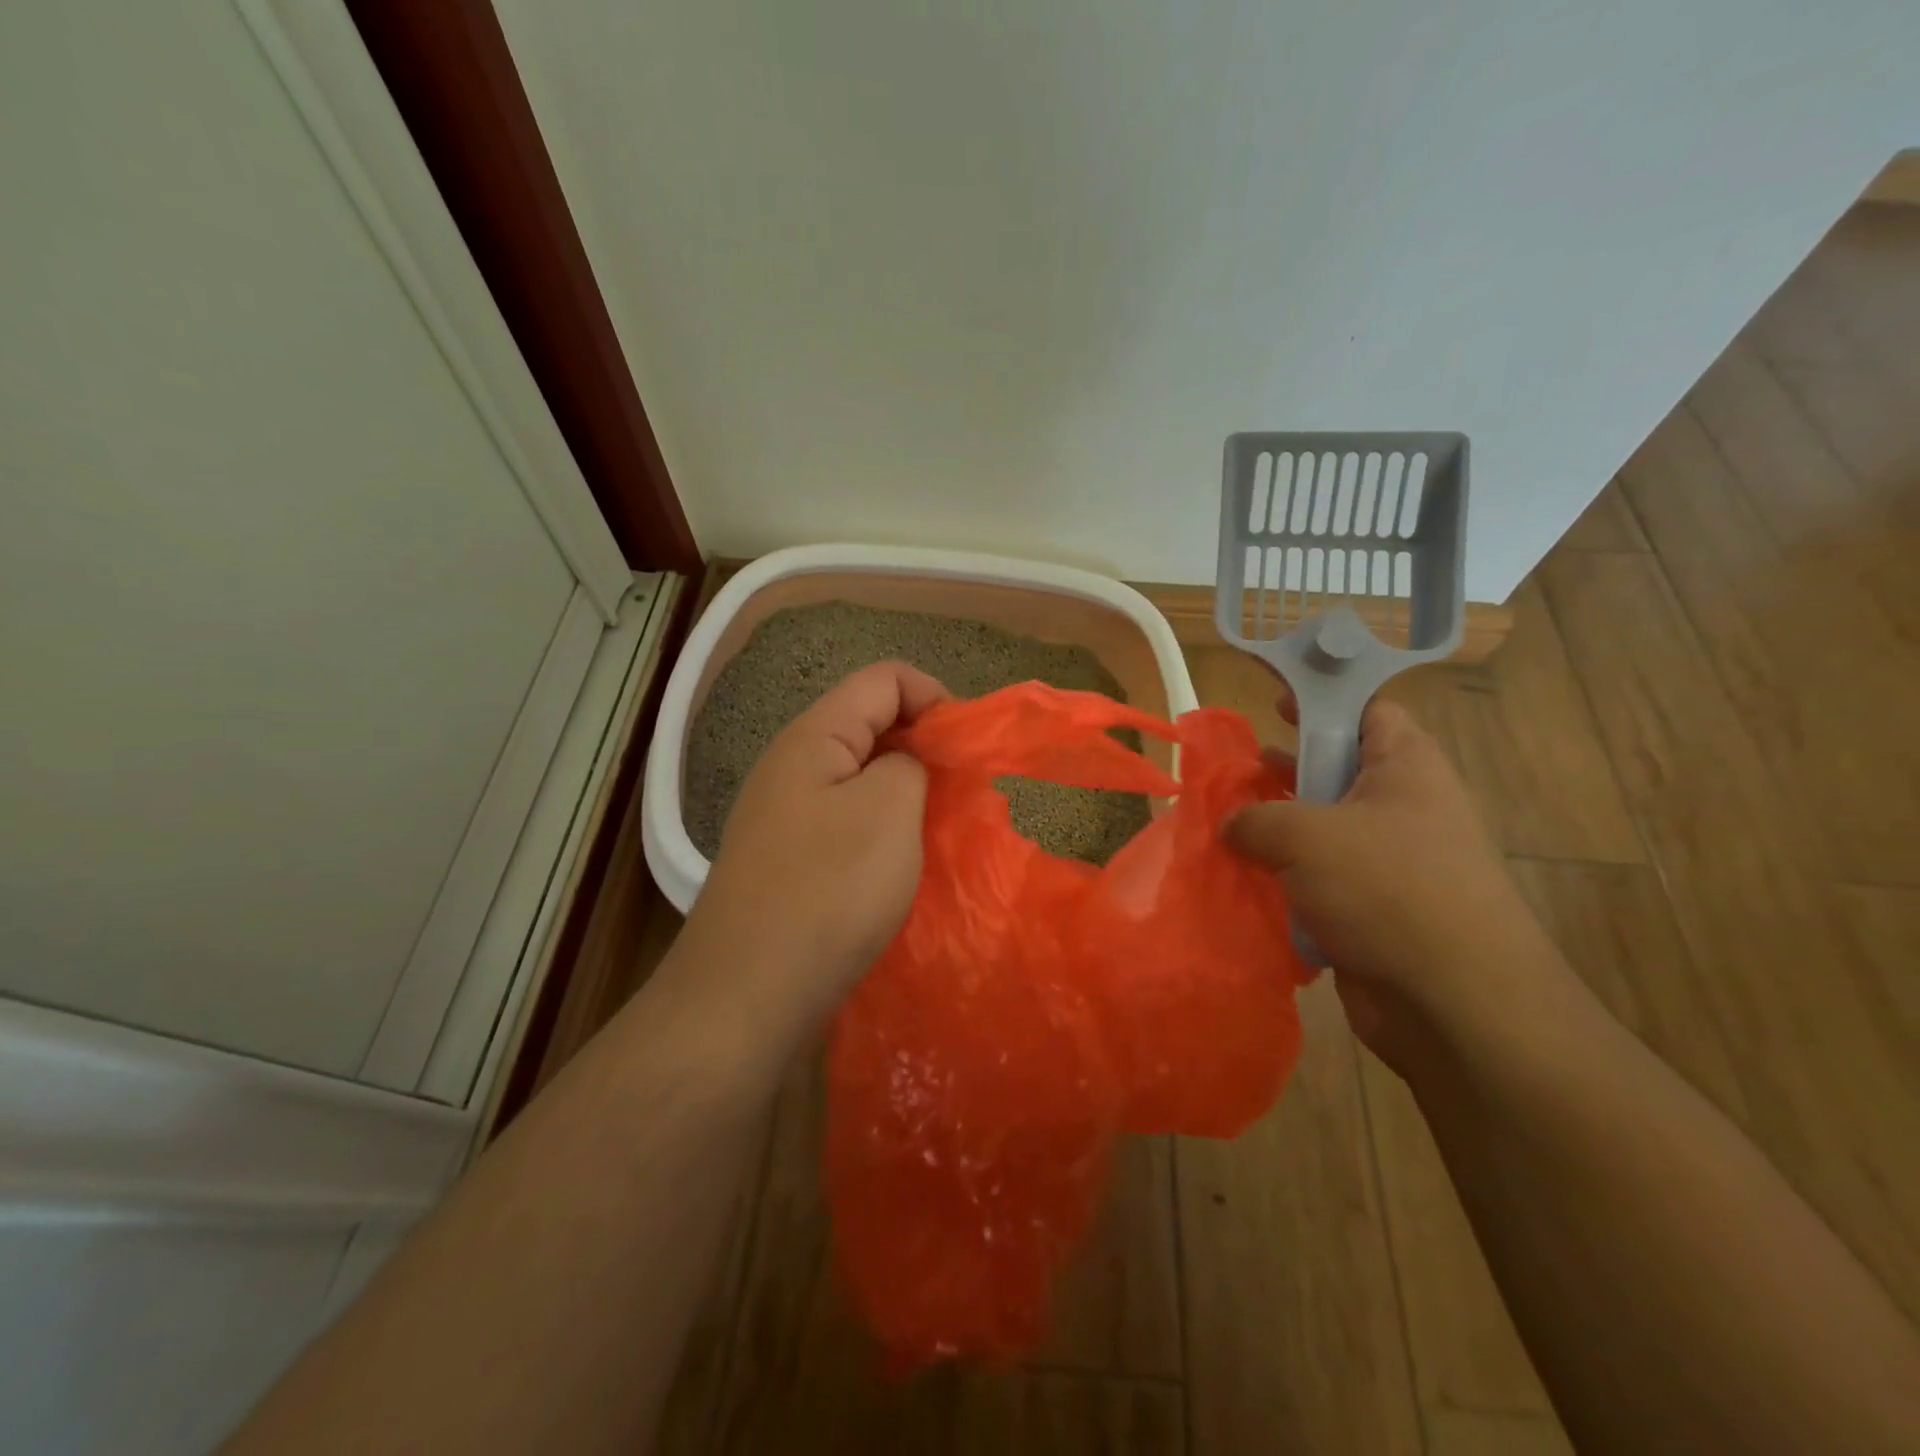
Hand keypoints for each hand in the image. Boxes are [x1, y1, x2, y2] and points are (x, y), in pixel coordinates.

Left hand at [673, 661, 948, 1042]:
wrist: (746, 995)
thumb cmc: (826, 892)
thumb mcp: (889, 810)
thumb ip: (911, 763)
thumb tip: (909, 763)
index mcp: (814, 736)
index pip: (884, 679)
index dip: (934, 697)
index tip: (968, 748)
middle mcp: (794, 766)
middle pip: (871, 725)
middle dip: (924, 747)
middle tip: (961, 792)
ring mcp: (787, 815)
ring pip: (861, 778)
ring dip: (906, 794)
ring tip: (939, 829)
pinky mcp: (791, 860)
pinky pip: (848, 823)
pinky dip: (884, 830)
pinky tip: (902, 864)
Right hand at [1225, 696, 1563, 1067]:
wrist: (1453, 1004)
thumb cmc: (1388, 890)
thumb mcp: (1306, 834)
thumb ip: (1255, 818)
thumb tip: (1230, 825)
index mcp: (1405, 768)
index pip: (1368, 711)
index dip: (1322, 701)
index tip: (1271, 705)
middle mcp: (1402, 810)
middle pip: (1336, 771)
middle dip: (1283, 771)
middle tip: (1232, 774)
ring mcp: (1389, 865)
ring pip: (1321, 832)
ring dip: (1275, 832)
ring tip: (1223, 830)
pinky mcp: (1372, 913)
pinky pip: (1318, 882)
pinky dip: (1283, 881)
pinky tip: (1241, 884)